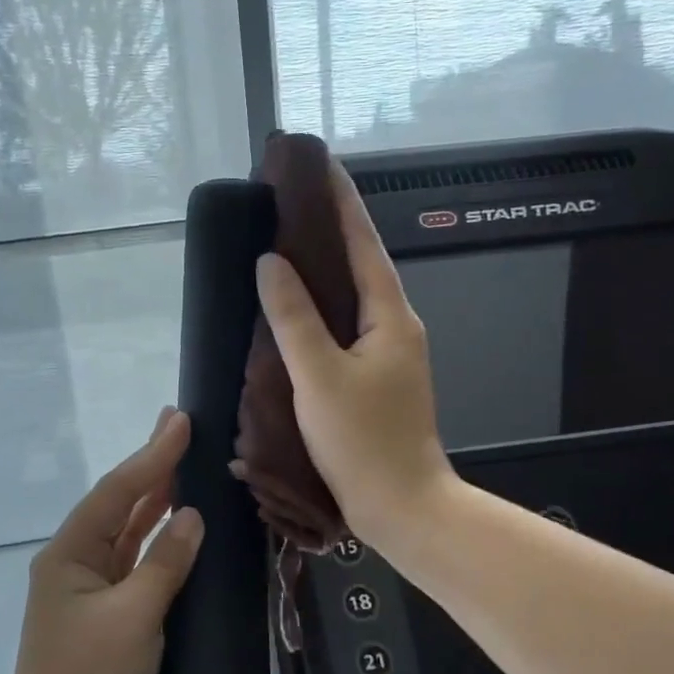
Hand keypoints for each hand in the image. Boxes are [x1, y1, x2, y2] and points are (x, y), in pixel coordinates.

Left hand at [0, 408, 204, 673]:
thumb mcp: (132, 617)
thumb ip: (165, 563)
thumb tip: (192, 518)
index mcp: (70, 556)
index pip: (117, 492)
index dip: (152, 454)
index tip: (181, 421)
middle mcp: (77, 568)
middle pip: (121, 508)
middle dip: (152, 470)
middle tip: (182, 430)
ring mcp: (94, 599)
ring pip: (131, 540)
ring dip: (158, 508)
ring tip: (187, 472)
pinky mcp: (112, 628)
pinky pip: (142, 575)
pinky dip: (164, 553)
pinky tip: (186, 541)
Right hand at [253, 163, 454, 549]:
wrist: (402, 507)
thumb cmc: (364, 440)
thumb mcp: (320, 375)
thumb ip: (294, 317)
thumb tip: (271, 262)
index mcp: (390, 316)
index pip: (364, 243)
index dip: (341, 202)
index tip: (318, 165)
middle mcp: (395, 327)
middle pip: (359, 266)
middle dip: (328, 232)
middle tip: (286, 206)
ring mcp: (387, 356)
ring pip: (350, 300)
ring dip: (321, 273)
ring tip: (282, 250)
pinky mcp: (374, 382)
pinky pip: (343, 330)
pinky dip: (318, 313)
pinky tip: (290, 317)